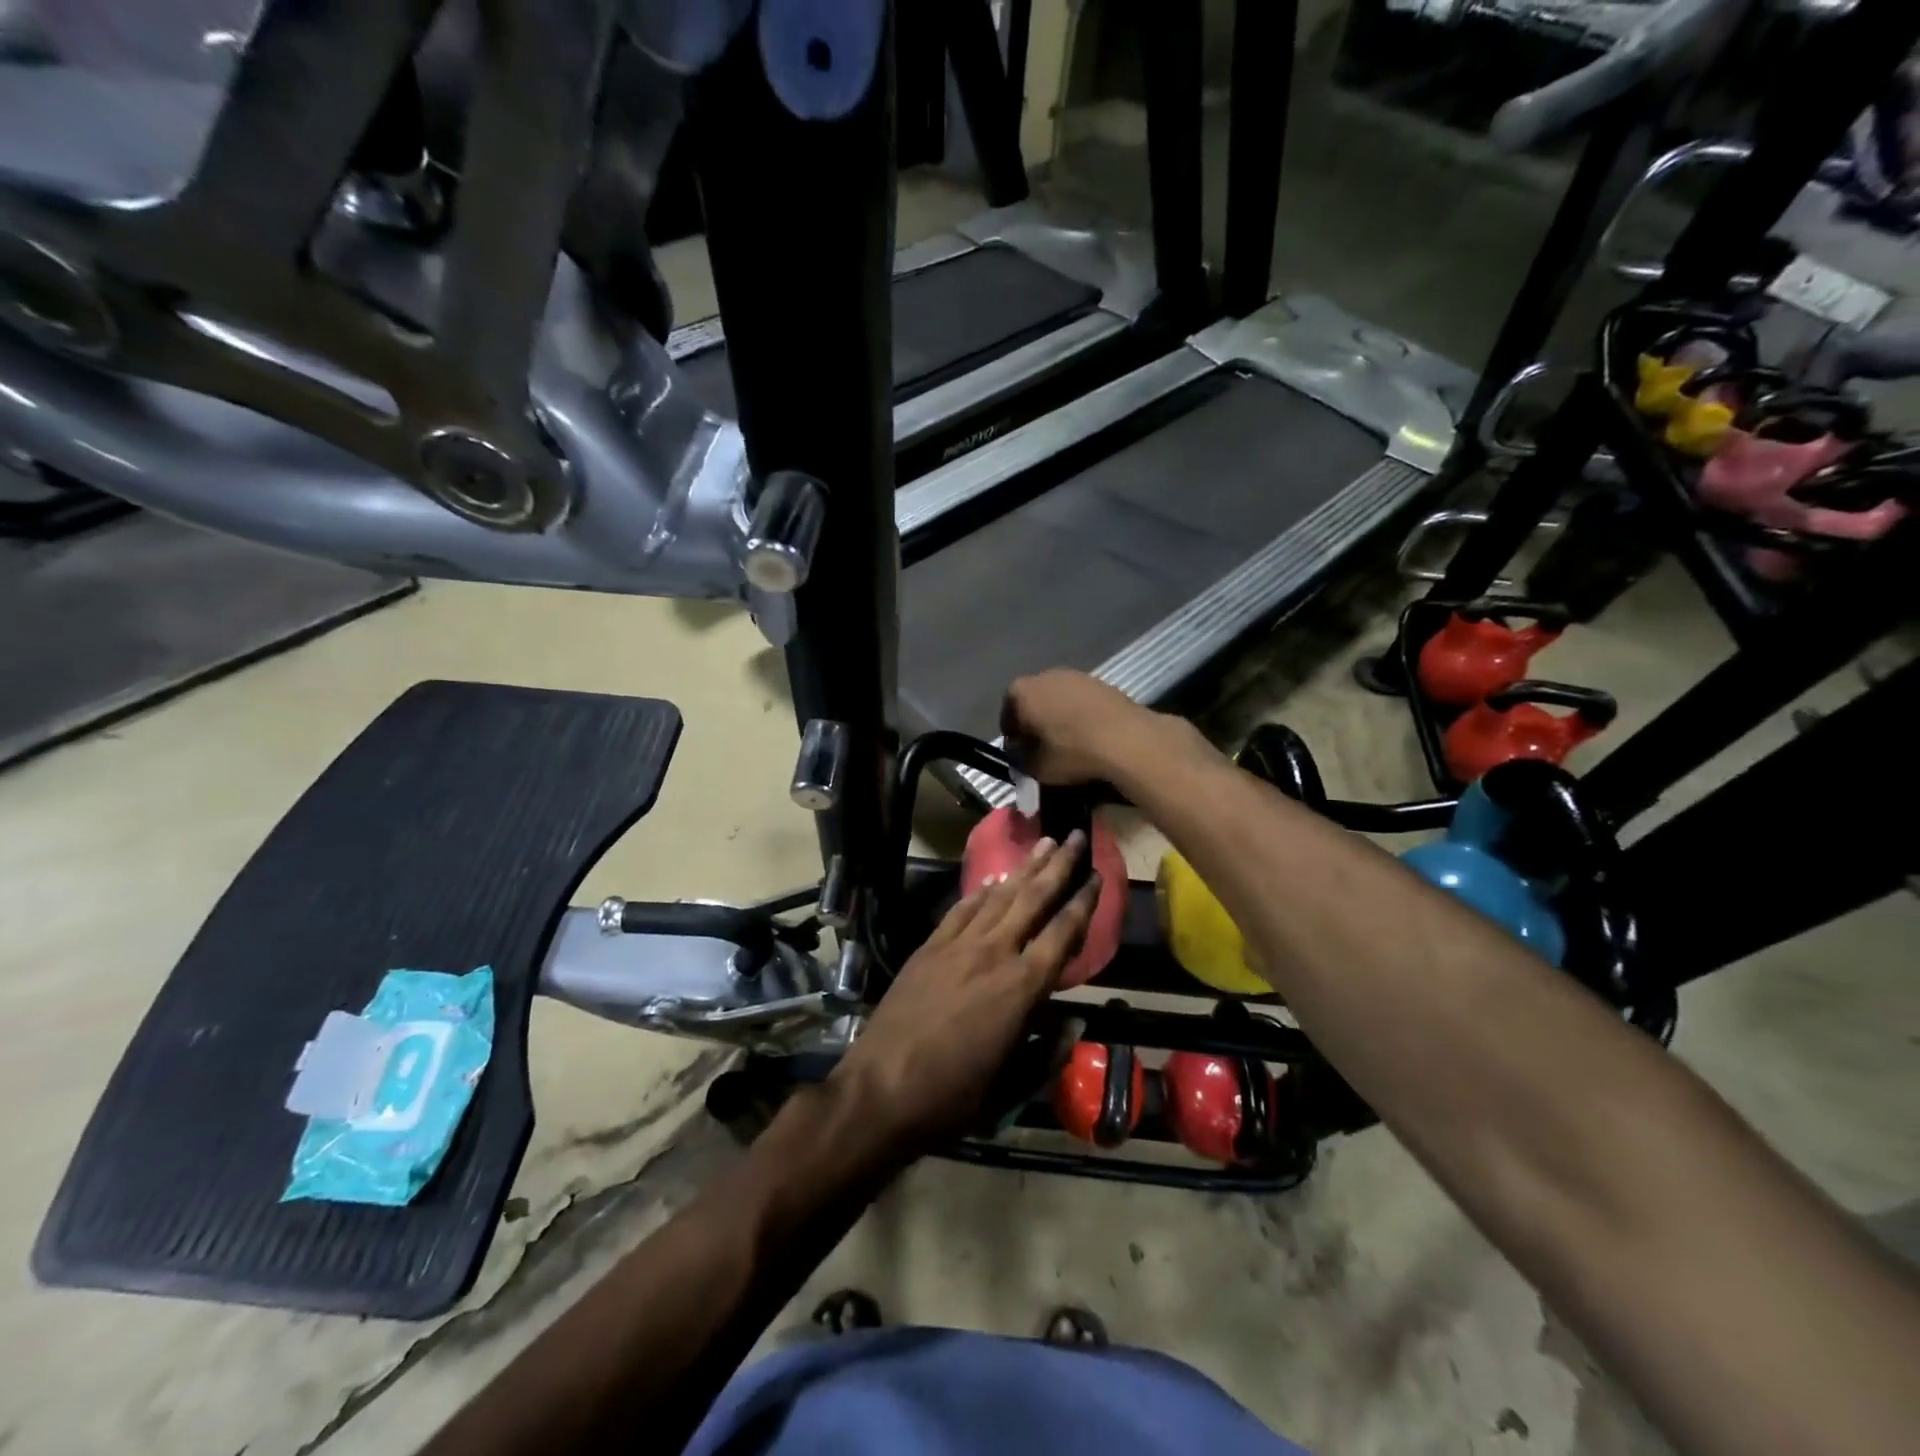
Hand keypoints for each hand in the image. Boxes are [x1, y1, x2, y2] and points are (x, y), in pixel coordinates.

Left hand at [831, 832, 1099, 1156]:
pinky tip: (993, 879)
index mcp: (1021, 988)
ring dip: (1023, 868)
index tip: (1097, 874)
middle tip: (1075, 835)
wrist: (879, 1089)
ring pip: (998, 896)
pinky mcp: (928, 947)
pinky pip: (961, 909)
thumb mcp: (1012, 1088)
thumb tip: (1077, 1022)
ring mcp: (956, 945)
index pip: (1062, 933)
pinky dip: (981, 891)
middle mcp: (993, 954)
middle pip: (1032, 899)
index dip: (1083, 902)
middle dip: (1057, 865)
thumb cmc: (952, 1097)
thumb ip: (1048, 1053)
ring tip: (1042, 842)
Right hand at [1002, 669, 1201, 785]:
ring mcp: (1076, 675)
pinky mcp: (1102, 682)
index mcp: (1021, 692)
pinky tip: (1090, 735)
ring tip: (1069, 742)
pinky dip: (1081, 714)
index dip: (1013, 736)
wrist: (1126, 739)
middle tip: (1043, 747)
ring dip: (1060, 717)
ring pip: (1059, 698)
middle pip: (1033, 701)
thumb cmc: (1071, 752)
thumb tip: (1020, 753)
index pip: (1007, 714)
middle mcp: (1045, 675)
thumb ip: (1020, 759)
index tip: (1021, 753)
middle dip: (1035, 722)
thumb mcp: (1035, 767)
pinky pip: (1082, 700)